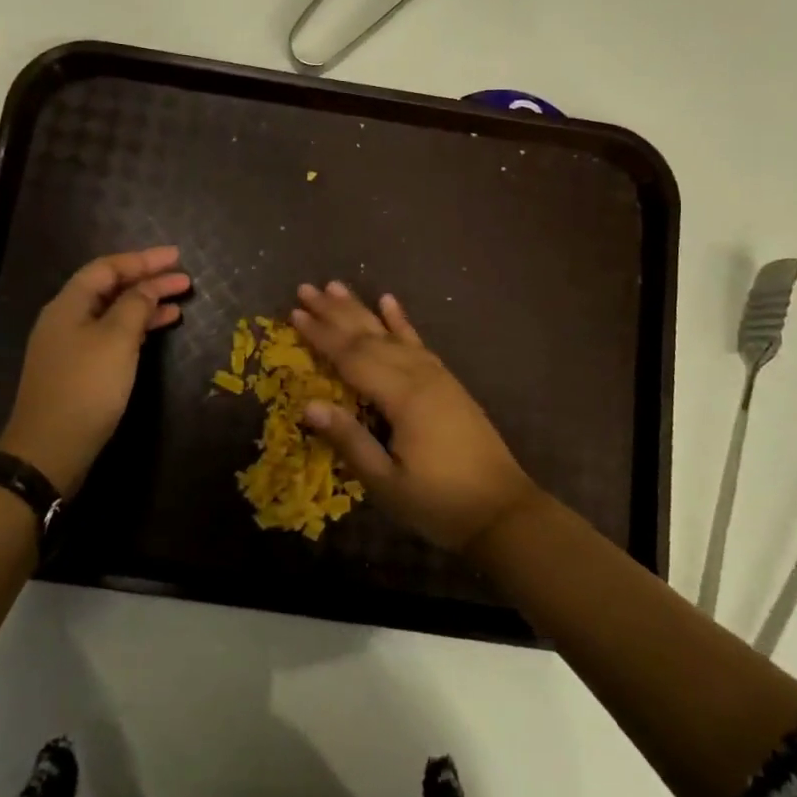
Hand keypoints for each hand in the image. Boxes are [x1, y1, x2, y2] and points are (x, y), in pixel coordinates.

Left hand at [0, 246, 191, 496]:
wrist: (50, 449)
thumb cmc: (85, 387)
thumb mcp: (116, 340)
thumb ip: (135, 306)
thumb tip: (148, 287)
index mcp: (69, 304)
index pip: (107, 267)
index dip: (143, 260)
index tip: (176, 257)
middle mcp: (66, 319)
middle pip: (110, 288)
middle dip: (147, 281)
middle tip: (184, 279)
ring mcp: (71, 346)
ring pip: (113, 313)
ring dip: (145, 305)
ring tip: (179, 303)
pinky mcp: (79, 370)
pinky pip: (111, 335)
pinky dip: (136, 328)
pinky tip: (157, 331)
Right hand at [290, 281, 538, 553]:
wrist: (503, 511)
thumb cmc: (439, 503)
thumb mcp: (387, 483)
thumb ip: (349, 441)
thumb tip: (308, 405)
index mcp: (403, 398)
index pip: (352, 358)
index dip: (321, 336)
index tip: (294, 313)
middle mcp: (419, 375)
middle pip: (369, 337)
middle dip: (335, 312)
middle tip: (305, 288)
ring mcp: (437, 376)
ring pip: (391, 333)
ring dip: (362, 309)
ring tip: (337, 285)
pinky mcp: (448, 382)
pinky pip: (418, 343)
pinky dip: (401, 322)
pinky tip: (390, 302)